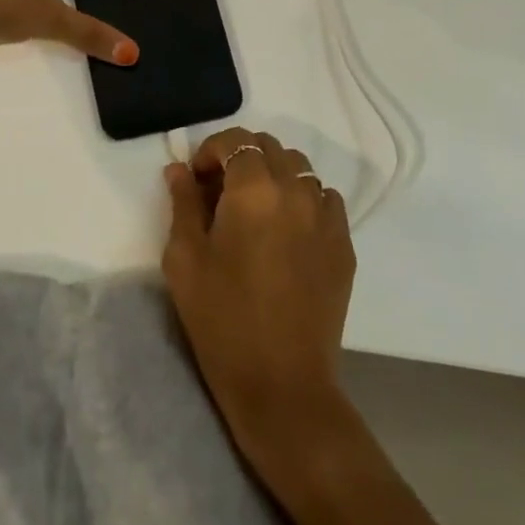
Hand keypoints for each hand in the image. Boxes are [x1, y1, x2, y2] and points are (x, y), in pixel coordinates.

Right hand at [162, 127, 356, 463]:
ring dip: (273, 174)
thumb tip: (179, 170)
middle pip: (270, 147)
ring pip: (300, 169)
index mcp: (254, 189)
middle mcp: (296, 191)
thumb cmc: (221, 318)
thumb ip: (182, 203)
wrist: (282, 383)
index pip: (235, 141)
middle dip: (240, 157)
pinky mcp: (344, 244)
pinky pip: (324, 199)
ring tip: (254, 208)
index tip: (195, 179)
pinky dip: (302, 198)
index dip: (210, 151)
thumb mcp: (184, 258)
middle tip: (219, 191)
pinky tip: (286, 229)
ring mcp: (326, 217)